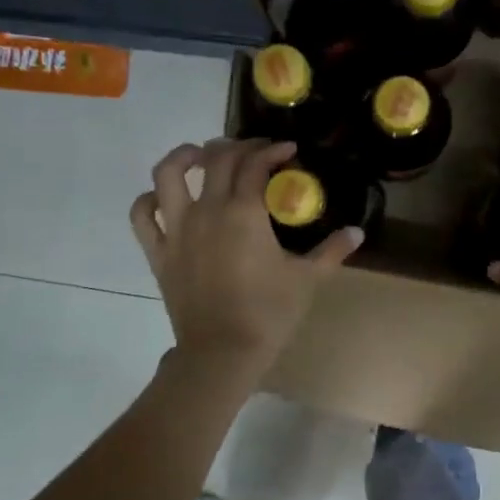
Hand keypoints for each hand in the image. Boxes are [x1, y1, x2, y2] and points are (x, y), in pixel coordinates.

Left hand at [131, 138, 361, 383]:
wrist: (223, 352)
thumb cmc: (269, 314)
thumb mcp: (307, 279)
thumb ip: (332, 251)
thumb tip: (357, 232)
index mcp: (244, 212)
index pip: (256, 164)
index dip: (273, 151)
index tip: (289, 150)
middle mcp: (207, 210)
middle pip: (217, 159)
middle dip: (238, 147)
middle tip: (255, 153)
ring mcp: (177, 229)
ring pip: (169, 174)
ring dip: (185, 156)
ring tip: (200, 155)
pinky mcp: (159, 252)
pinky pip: (143, 216)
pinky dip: (149, 200)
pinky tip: (163, 198)